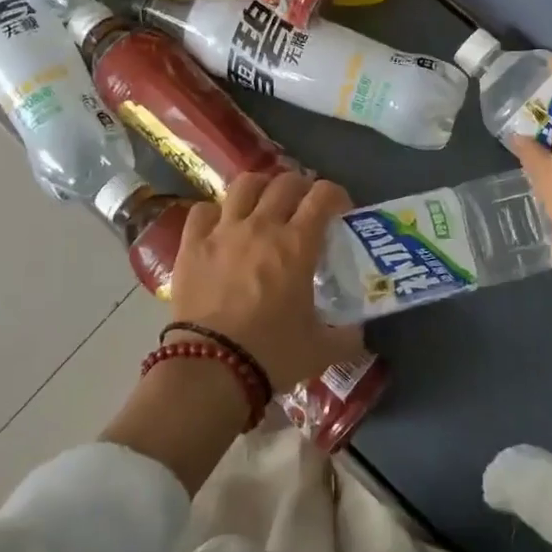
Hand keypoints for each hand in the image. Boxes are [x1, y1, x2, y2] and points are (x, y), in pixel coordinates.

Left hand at [168, 171, 357, 388]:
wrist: (211, 369)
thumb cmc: (272, 354)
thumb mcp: (321, 349)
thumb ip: (347, 336)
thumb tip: (359, 332)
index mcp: (297, 244)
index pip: (323, 195)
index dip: (336, 195)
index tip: (340, 211)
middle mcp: (262, 226)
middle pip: (285, 183)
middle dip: (301, 187)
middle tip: (304, 207)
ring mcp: (223, 231)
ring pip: (244, 185)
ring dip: (260, 188)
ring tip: (263, 204)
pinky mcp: (192, 245)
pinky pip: (202, 210)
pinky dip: (214, 212)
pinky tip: (219, 226)